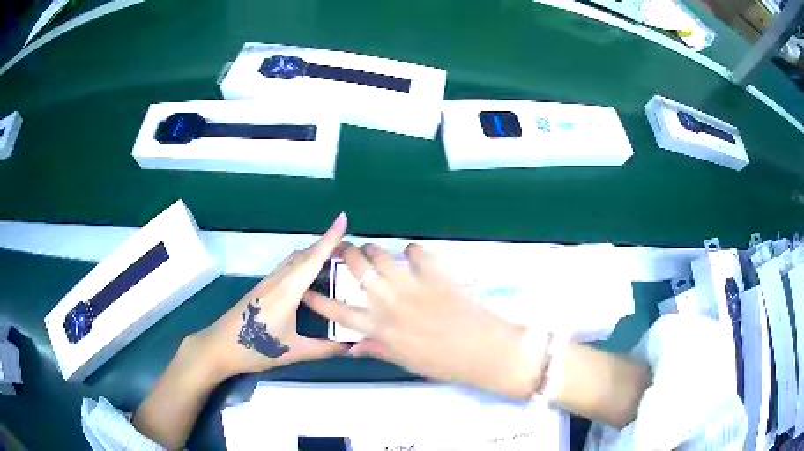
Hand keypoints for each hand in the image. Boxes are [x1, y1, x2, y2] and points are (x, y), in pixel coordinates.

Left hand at [190, 213, 349, 380]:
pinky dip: (303, 265)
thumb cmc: (255, 348)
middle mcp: (278, 280)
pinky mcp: (262, 289)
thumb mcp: (293, 351)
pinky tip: (310, 278)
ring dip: (314, 254)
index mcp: (288, 291)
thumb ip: (324, 349)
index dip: (330, 239)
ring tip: (335, 260)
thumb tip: (352, 346)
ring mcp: (268, 283)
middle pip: (304, 254)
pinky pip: (286, 269)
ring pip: (294, 260)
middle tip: (350, 249)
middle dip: (327, 245)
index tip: (343, 218)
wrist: (220, 347)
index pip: (313, 259)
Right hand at [303, 243, 544, 398]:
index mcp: (381, 329)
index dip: (318, 301)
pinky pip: (417, 252)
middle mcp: (390, 303)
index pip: (340, 313)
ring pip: (380, 257)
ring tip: (371, 250)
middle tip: (345, 250)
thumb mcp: (405, 361)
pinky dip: (412, 251)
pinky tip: (413, 255)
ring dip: (372, 250)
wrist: (482, 350)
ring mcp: (412, 285)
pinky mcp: (435, 274)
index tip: (306, 289)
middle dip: (346, 255)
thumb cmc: (443, 362)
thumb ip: (377, 349)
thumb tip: (352, 348)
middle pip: (357, 271)